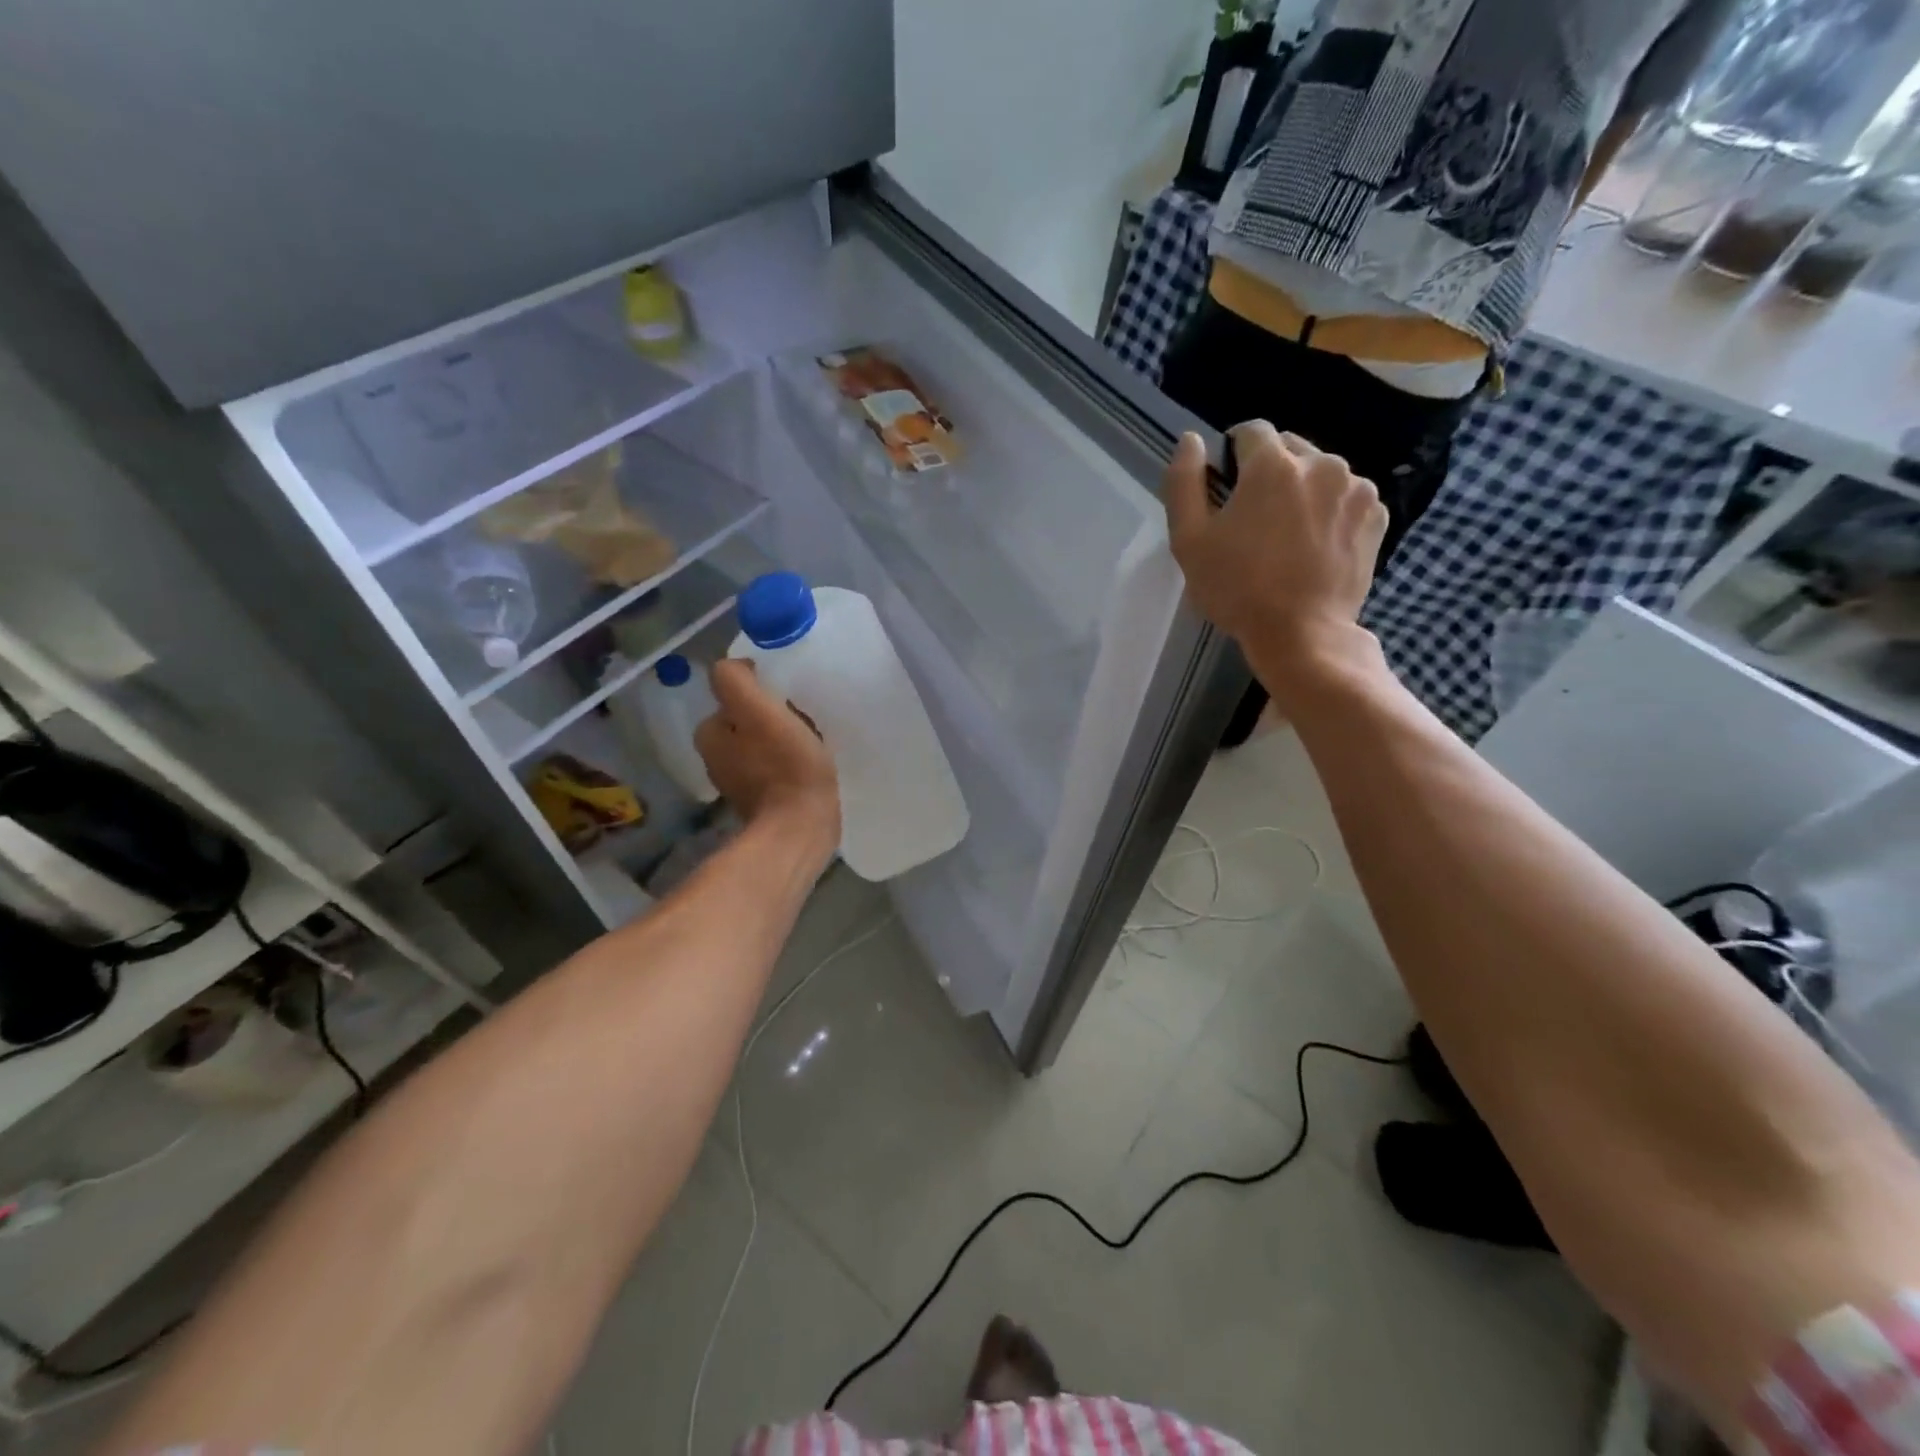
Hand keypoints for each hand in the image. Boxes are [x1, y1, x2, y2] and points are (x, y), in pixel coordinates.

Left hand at [695, 660, 838, 851]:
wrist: (801, 829)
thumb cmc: (784, 766)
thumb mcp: (758, 710)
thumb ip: (736, 680)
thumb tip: (738, 667)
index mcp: (710, 734)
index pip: (731, 696)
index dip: (759, 691)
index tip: (786, 697)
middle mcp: (716, 759)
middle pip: (747, 721)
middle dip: (771, 715)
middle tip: (802, 718)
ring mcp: (739, 784)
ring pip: (761, 745)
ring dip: (782, 738)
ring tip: (811, 741)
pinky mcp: (763, 803)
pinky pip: (775, 769)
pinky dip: (789, 763)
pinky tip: (810, 765)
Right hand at [1165, 423, 1387, 699]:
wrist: (1302, 634)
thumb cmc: (1237, 588)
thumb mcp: (1189, 541)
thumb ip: (1184, 483)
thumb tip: (1190, 440)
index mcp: (1273, 464)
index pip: (1250, 431)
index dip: (1232, 454)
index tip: (1226, 485)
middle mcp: (1322, 462)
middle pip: (1288, 448)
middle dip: (1269, 471)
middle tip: (1254, 518)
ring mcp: (1356, 488)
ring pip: (1320, 472)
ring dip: (1302, 489)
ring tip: (1288, 534)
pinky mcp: (1377, 515)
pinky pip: (1346, 497)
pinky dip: (1330, 510)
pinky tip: (1315, 545)